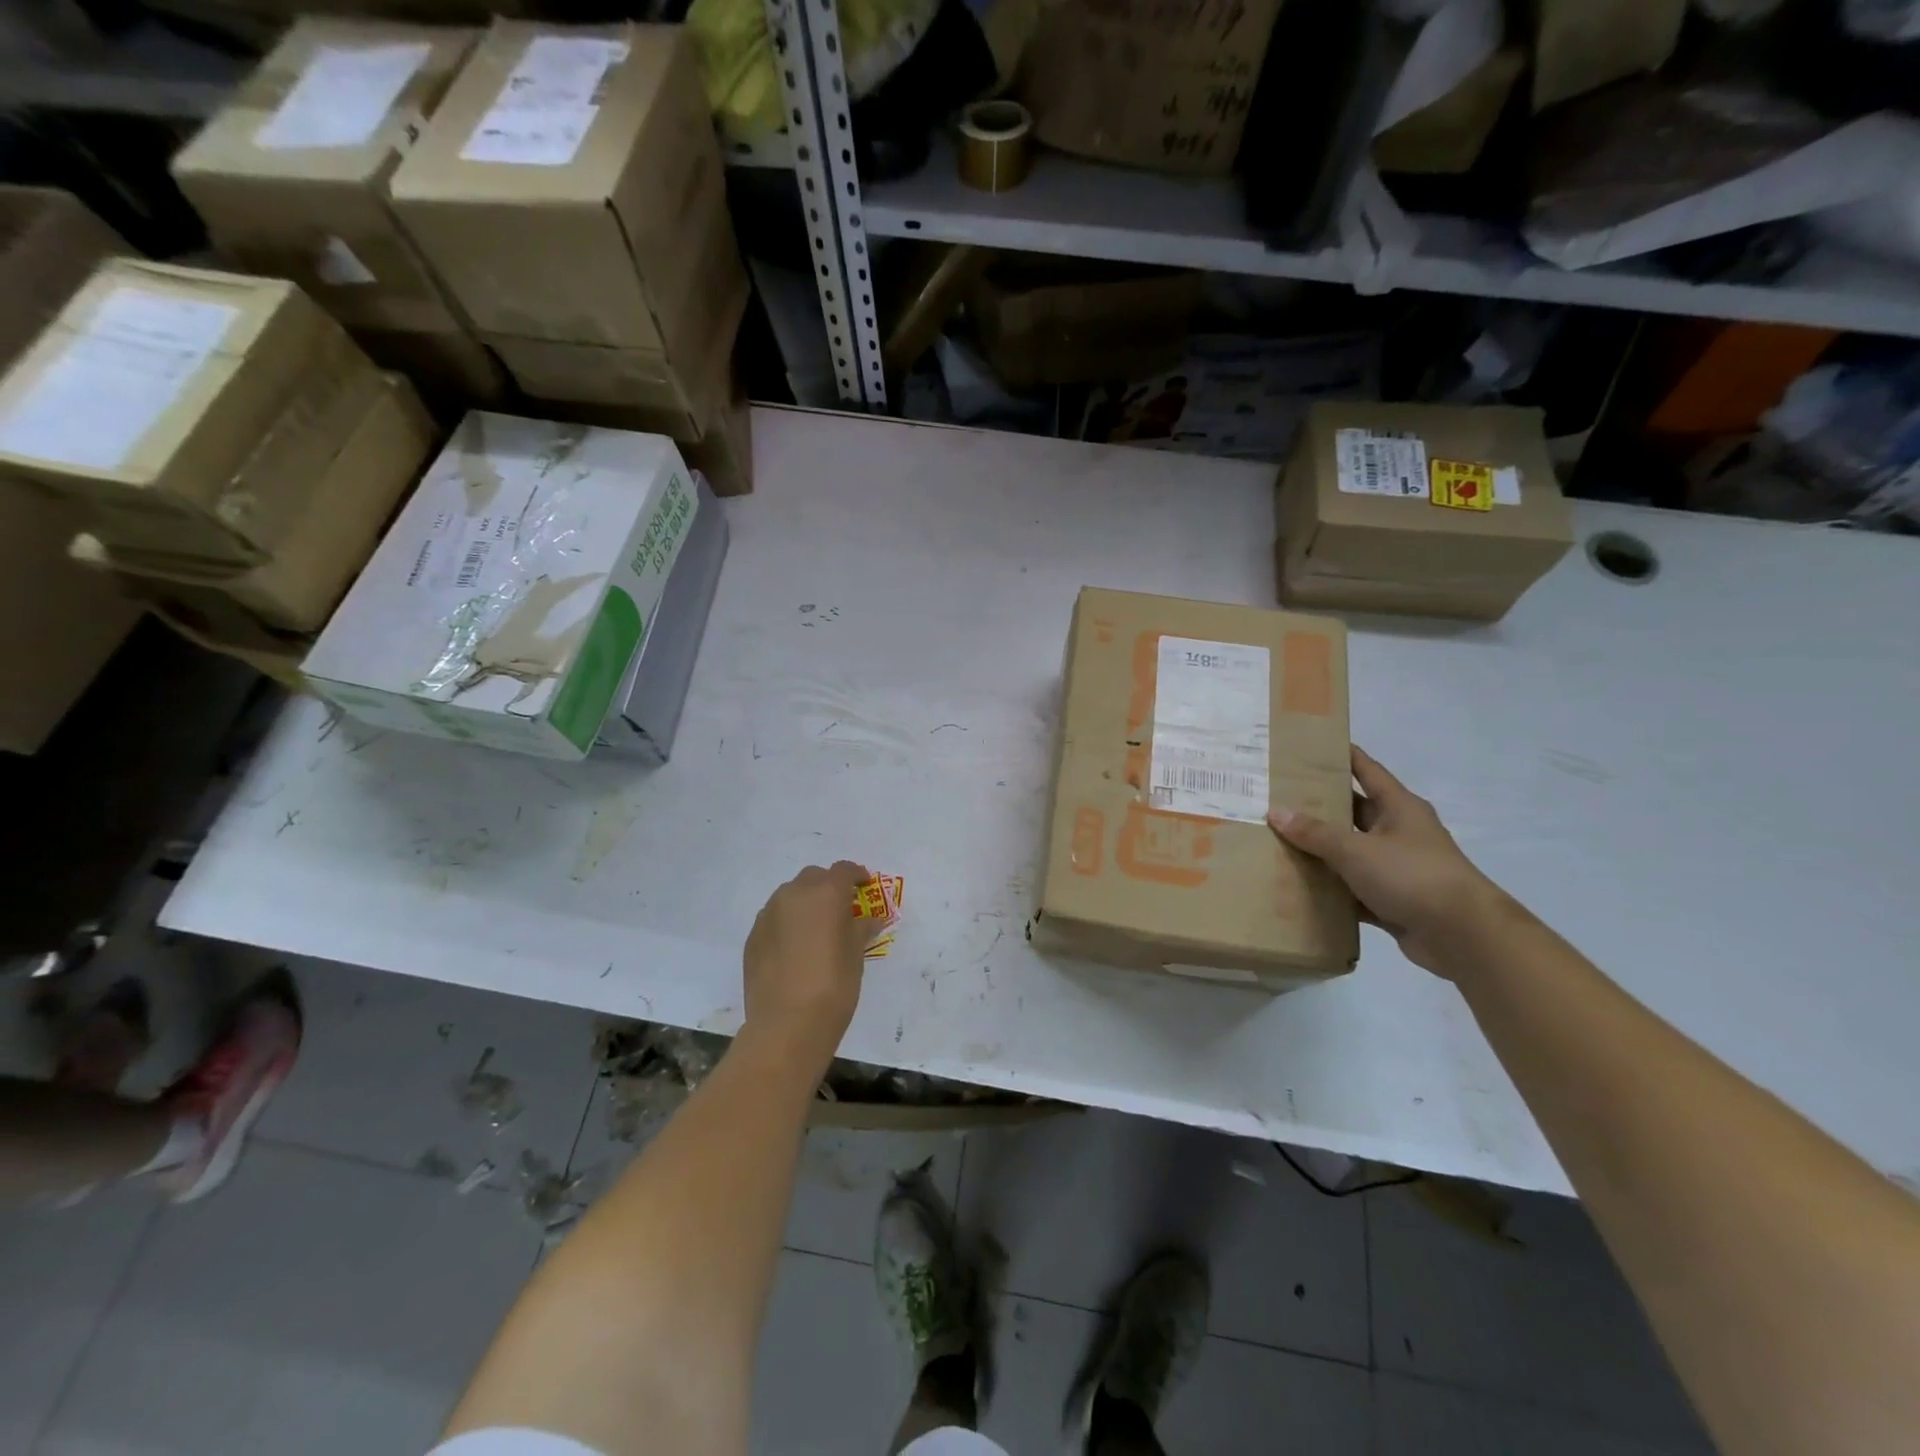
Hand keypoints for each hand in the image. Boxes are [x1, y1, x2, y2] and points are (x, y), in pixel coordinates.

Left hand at [742, 861, 871, 1062]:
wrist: (787, 1024)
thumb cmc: (833, 986)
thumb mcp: (856, 955)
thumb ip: (861, 929)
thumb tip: (868, 921)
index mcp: (826, 893)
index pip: (844, 870)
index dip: (856, 875)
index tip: (864, 886)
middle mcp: (794, 894)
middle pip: (814, 877)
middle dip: (827, 887)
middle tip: (840, 909)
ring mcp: (768, 914)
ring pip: (789, 896)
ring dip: (804, 904)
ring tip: (815, 930)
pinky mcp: (753, 936)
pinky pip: (774, 919)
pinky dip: (786, 924)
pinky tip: (794, 949)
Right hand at [1269, 747, 1509, 976]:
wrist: (1463, 936)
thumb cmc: (1412, 876)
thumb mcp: (1356, 850)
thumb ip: (1315, 833)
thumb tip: (1276, 811)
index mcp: (1398, 808)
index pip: (1366, 770)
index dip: (1341, 756)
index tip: (1309, 746)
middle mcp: (1399, 832)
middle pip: (1353, 812)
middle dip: (1318, 806)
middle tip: (1276, 797)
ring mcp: (1397, 868)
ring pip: (1350, 853)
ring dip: (1320, 851)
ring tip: (1276, 841)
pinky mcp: (1393, 901)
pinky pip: (1353, 890)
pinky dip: (1330, 889)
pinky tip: (1298, 888)